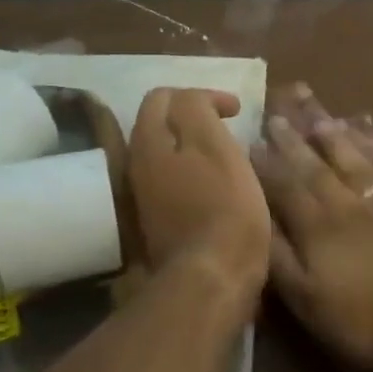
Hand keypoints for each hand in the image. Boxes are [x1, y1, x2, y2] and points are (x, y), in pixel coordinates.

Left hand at [129, 89, 268, 310]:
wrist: (213, 277)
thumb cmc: (225, 207)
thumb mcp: (216, 146)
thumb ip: (197, 111)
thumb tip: (194, 100)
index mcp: (149, 142)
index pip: (164, 96)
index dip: (204, 94)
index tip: (236, 112)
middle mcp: (136, 165)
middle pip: (159, 124)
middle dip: (193, 117)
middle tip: (228, 127)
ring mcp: (144, 196)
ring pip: (165, 153)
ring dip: (192, 145)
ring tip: (225, 154)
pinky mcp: (157, 221)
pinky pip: (171, 180)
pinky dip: (191, 171)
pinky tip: (216, 185)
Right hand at [253, 85, 372, 371]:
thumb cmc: (363, 316)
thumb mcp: (306, 298)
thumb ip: (278, 256)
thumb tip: (254, 218)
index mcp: (317, 225)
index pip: (285, 186)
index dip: (266, 164)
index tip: (252, 139)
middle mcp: (349, 202)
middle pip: (318, 164)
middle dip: (296, 138)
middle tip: (281, 111)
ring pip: (359, 159)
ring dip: (340, 136)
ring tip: (324, 116)